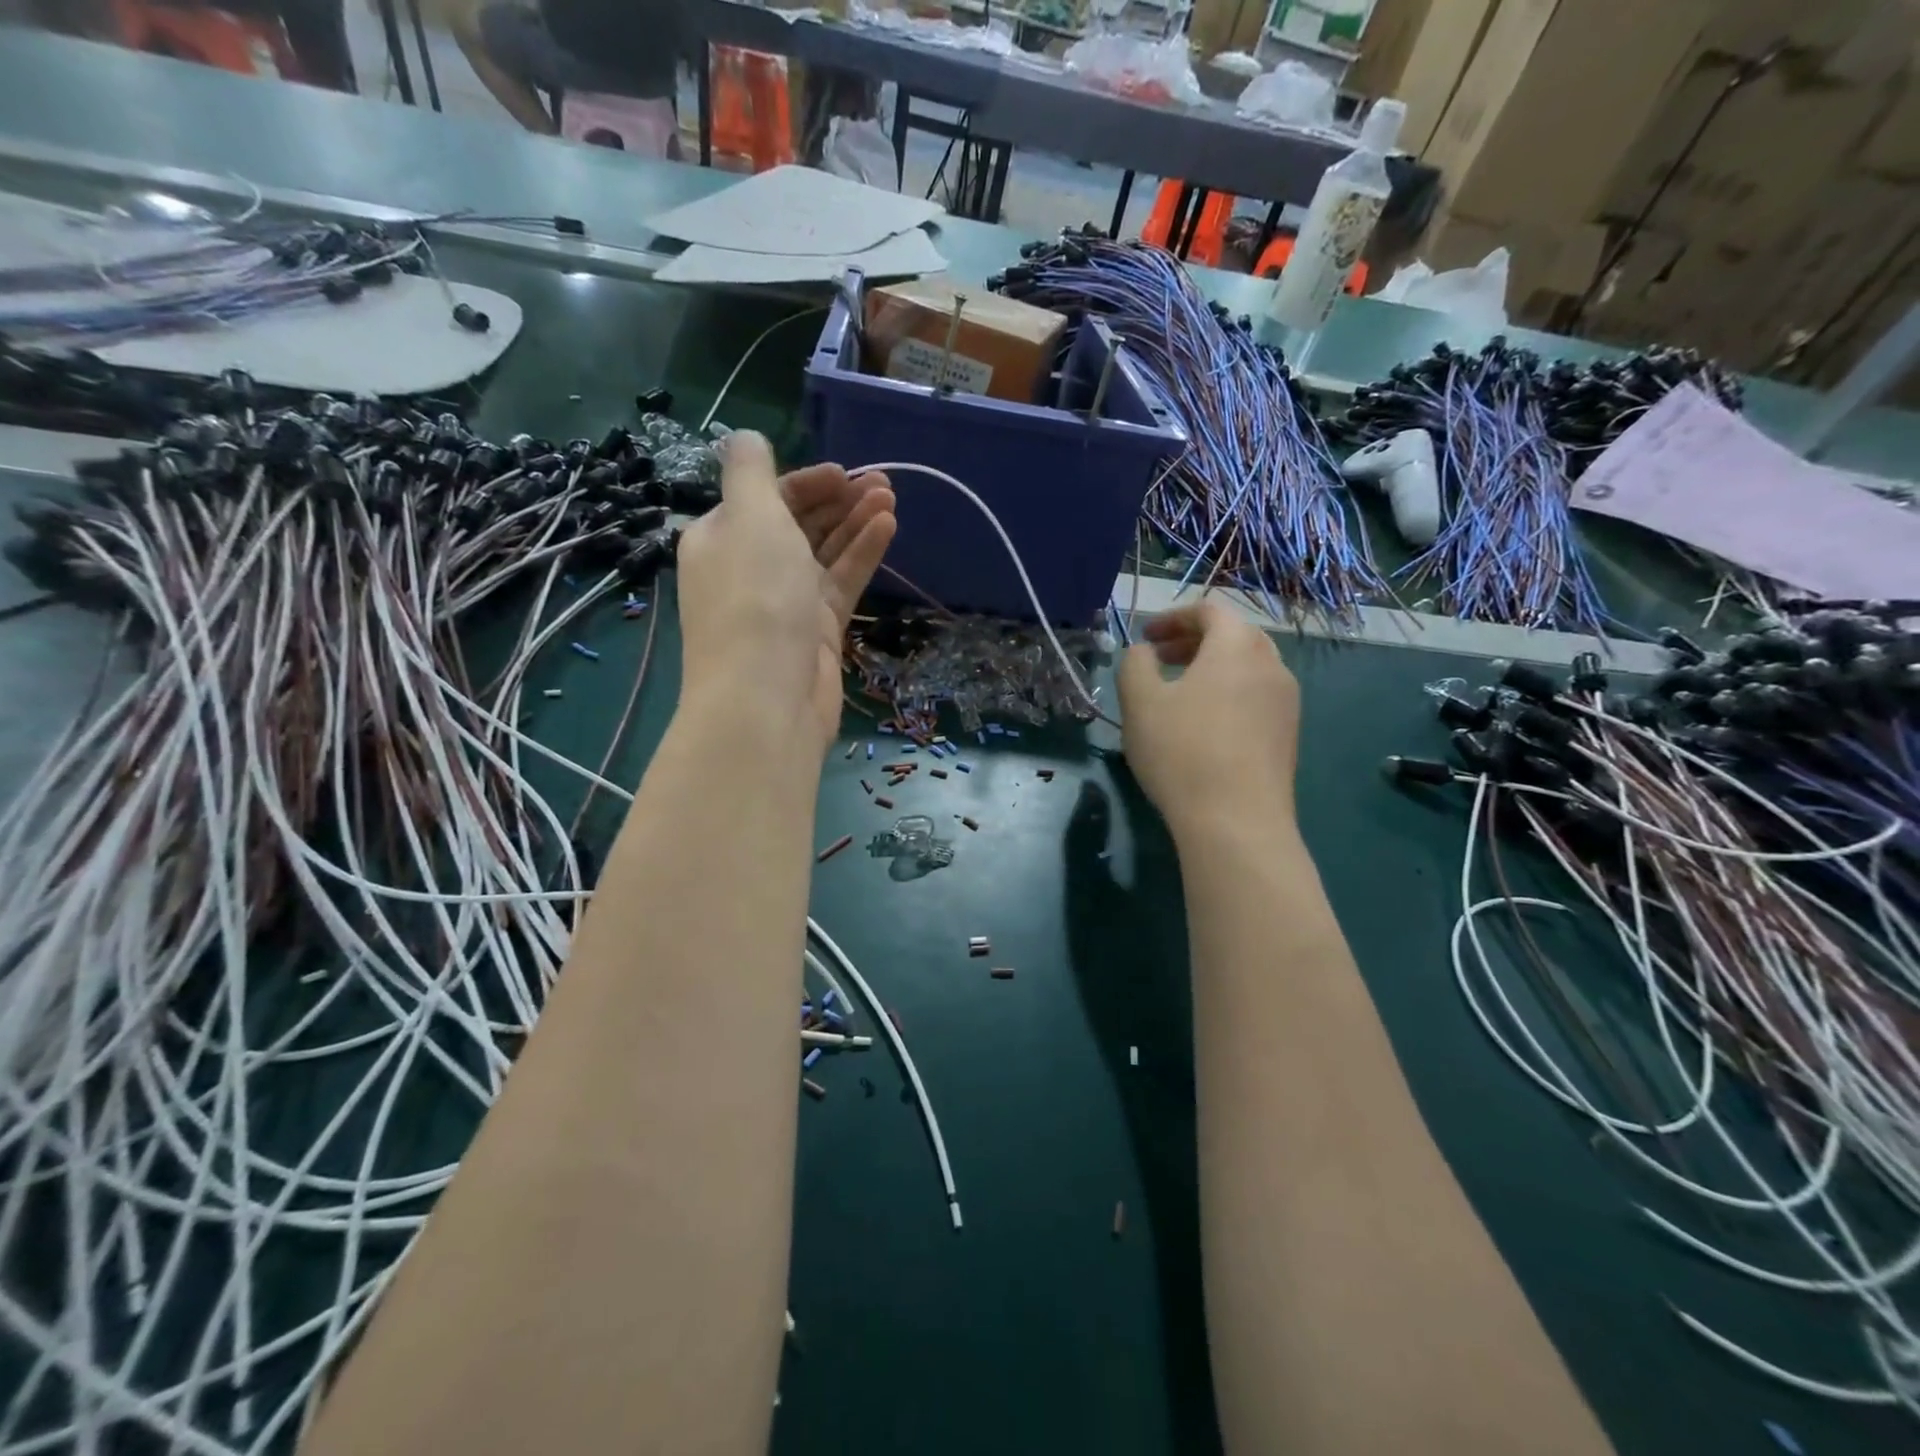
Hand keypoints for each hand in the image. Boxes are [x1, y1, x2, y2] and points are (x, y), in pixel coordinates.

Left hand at [675, 433, 894, 755]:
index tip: (845, 473)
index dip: (805, 481)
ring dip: (855, 522)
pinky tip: (888, 528)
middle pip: (797, 523)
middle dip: (836, 499)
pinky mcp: (816, 631)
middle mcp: (750, 568)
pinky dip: (861, 555)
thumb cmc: (755, 598)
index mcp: (721, 538)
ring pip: (824, 552)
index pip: (764, 498)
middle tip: (881, 482)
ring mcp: (785, 602)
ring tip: (891, 497)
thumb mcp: (749, 517)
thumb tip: (743, 439)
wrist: (766, 699)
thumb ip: (750, 471)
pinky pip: (840, 583)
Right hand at [1117, 601, 1299, 837]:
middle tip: (1160, 659)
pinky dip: (1228, 693)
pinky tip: (1204, 725)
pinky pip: (1256, 696)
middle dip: (1193, 640)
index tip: (1146, 636)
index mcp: (1236, 647)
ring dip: (1212, 668)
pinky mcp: (1289, 735)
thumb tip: (1143, 652)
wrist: (1237, 821)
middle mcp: (1271, 665)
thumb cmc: (1182, 752)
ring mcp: (1286, 702)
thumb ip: (1135, 663)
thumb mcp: (1140, 702)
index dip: (1174, 617)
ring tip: (1179, 692)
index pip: (1210, 611)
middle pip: (1234, 636)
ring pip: (1248, 668)